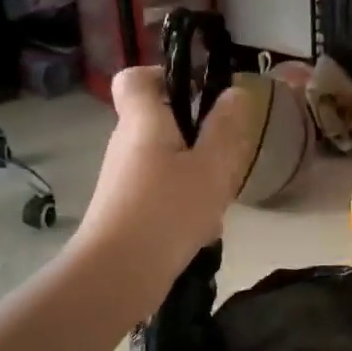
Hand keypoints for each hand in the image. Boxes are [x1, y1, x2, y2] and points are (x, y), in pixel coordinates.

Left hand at [74, 66, 256, 307]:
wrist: (117, 275)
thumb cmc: (167, 211)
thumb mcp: (211, 167)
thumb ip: (225, 127)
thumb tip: (234, 92)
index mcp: (142, 121)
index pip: (134, 78)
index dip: (163, 75)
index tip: (196, 91)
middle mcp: (125, 143)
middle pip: (159, 123)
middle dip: (197, 137)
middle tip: (223, 157)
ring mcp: (122, 179)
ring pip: (166, 163)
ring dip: (195, 177)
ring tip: (216, 202)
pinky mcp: (124, 210)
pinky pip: (160, 194)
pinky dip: (182, 205)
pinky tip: (201, 232)